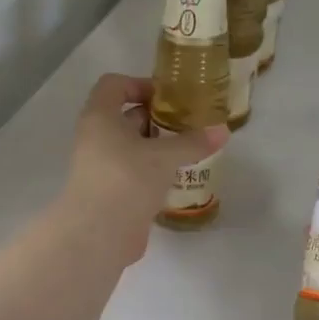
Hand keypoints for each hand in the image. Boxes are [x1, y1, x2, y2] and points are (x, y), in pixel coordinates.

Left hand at [60, 74, 226, 262]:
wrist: (98, 235)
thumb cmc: (126, 179)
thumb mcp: (164, 156)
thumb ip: (193, 142)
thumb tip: (222, 130)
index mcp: (100, 117)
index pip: (114, 85)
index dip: (140, 84)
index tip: (169, 97)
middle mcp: (96, 138)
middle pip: (126, 116)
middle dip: (158, 118)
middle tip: (189, 125)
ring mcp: (101, 167)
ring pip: (131, 147)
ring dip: (158, 147)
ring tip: (190, 151)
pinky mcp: (110, 192)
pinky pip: (133, 172)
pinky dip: (153, 171)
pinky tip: (178, 178)